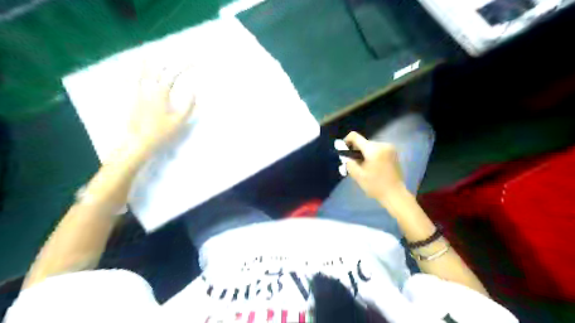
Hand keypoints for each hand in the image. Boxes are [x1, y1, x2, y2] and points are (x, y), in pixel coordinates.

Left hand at [128, 64, 195, 154]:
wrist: (139, 141)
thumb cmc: (161, 132)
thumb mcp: (180, 120)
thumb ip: (188, 104)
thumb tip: (194, 90)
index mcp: (160, 92)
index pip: (174, 74)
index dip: (185, 66)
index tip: (196, 62)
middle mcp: (148, 87)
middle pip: (157, 67)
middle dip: (169, 60)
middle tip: (177, 57)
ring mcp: (138, 91)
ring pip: (143, 70)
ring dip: (150, 61)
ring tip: (153, 54)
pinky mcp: (133, 97)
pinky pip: (134, 78)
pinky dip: (138, 70)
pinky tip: (138, 68)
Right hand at [344, 132, 405, 203]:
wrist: (395, 194)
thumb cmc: (375, 185)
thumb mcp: (358, 175)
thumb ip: (349, 162)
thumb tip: (345, 156)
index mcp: (373, 149)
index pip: (355, 137)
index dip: (346, 141)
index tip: (343, 150)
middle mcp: (382, 145)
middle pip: (363, 142)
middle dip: (356, 150)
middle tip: (352, 162)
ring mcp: (389, 148)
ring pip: (370, 146)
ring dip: (364, 153)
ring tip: (362, 166)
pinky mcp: (393, 153)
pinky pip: (378, 149)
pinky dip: (372, 154)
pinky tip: (372, 166)